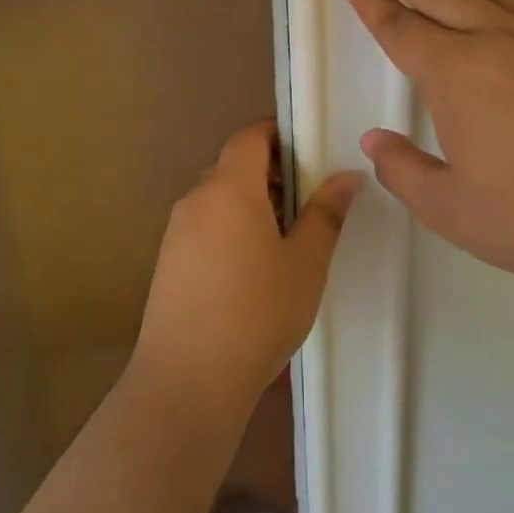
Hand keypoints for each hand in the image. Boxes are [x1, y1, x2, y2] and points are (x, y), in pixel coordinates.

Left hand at [132, 121, 360, 420]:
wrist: (188, 377)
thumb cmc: (257, 311)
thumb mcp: (305, 263)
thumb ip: (326, 213)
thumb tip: (346, 175)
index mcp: (229, 186)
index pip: (249, 136)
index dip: (278, 134)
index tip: (308, 152)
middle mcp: (196, 198)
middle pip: (233, 166)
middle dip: (269, 173)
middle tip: (306, 201)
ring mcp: (176, 230)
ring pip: (217, 198)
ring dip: (249, 204)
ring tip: (284, 240)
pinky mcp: (167, 260)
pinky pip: (202, 225)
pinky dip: (228, 228)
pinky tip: (250, 269)